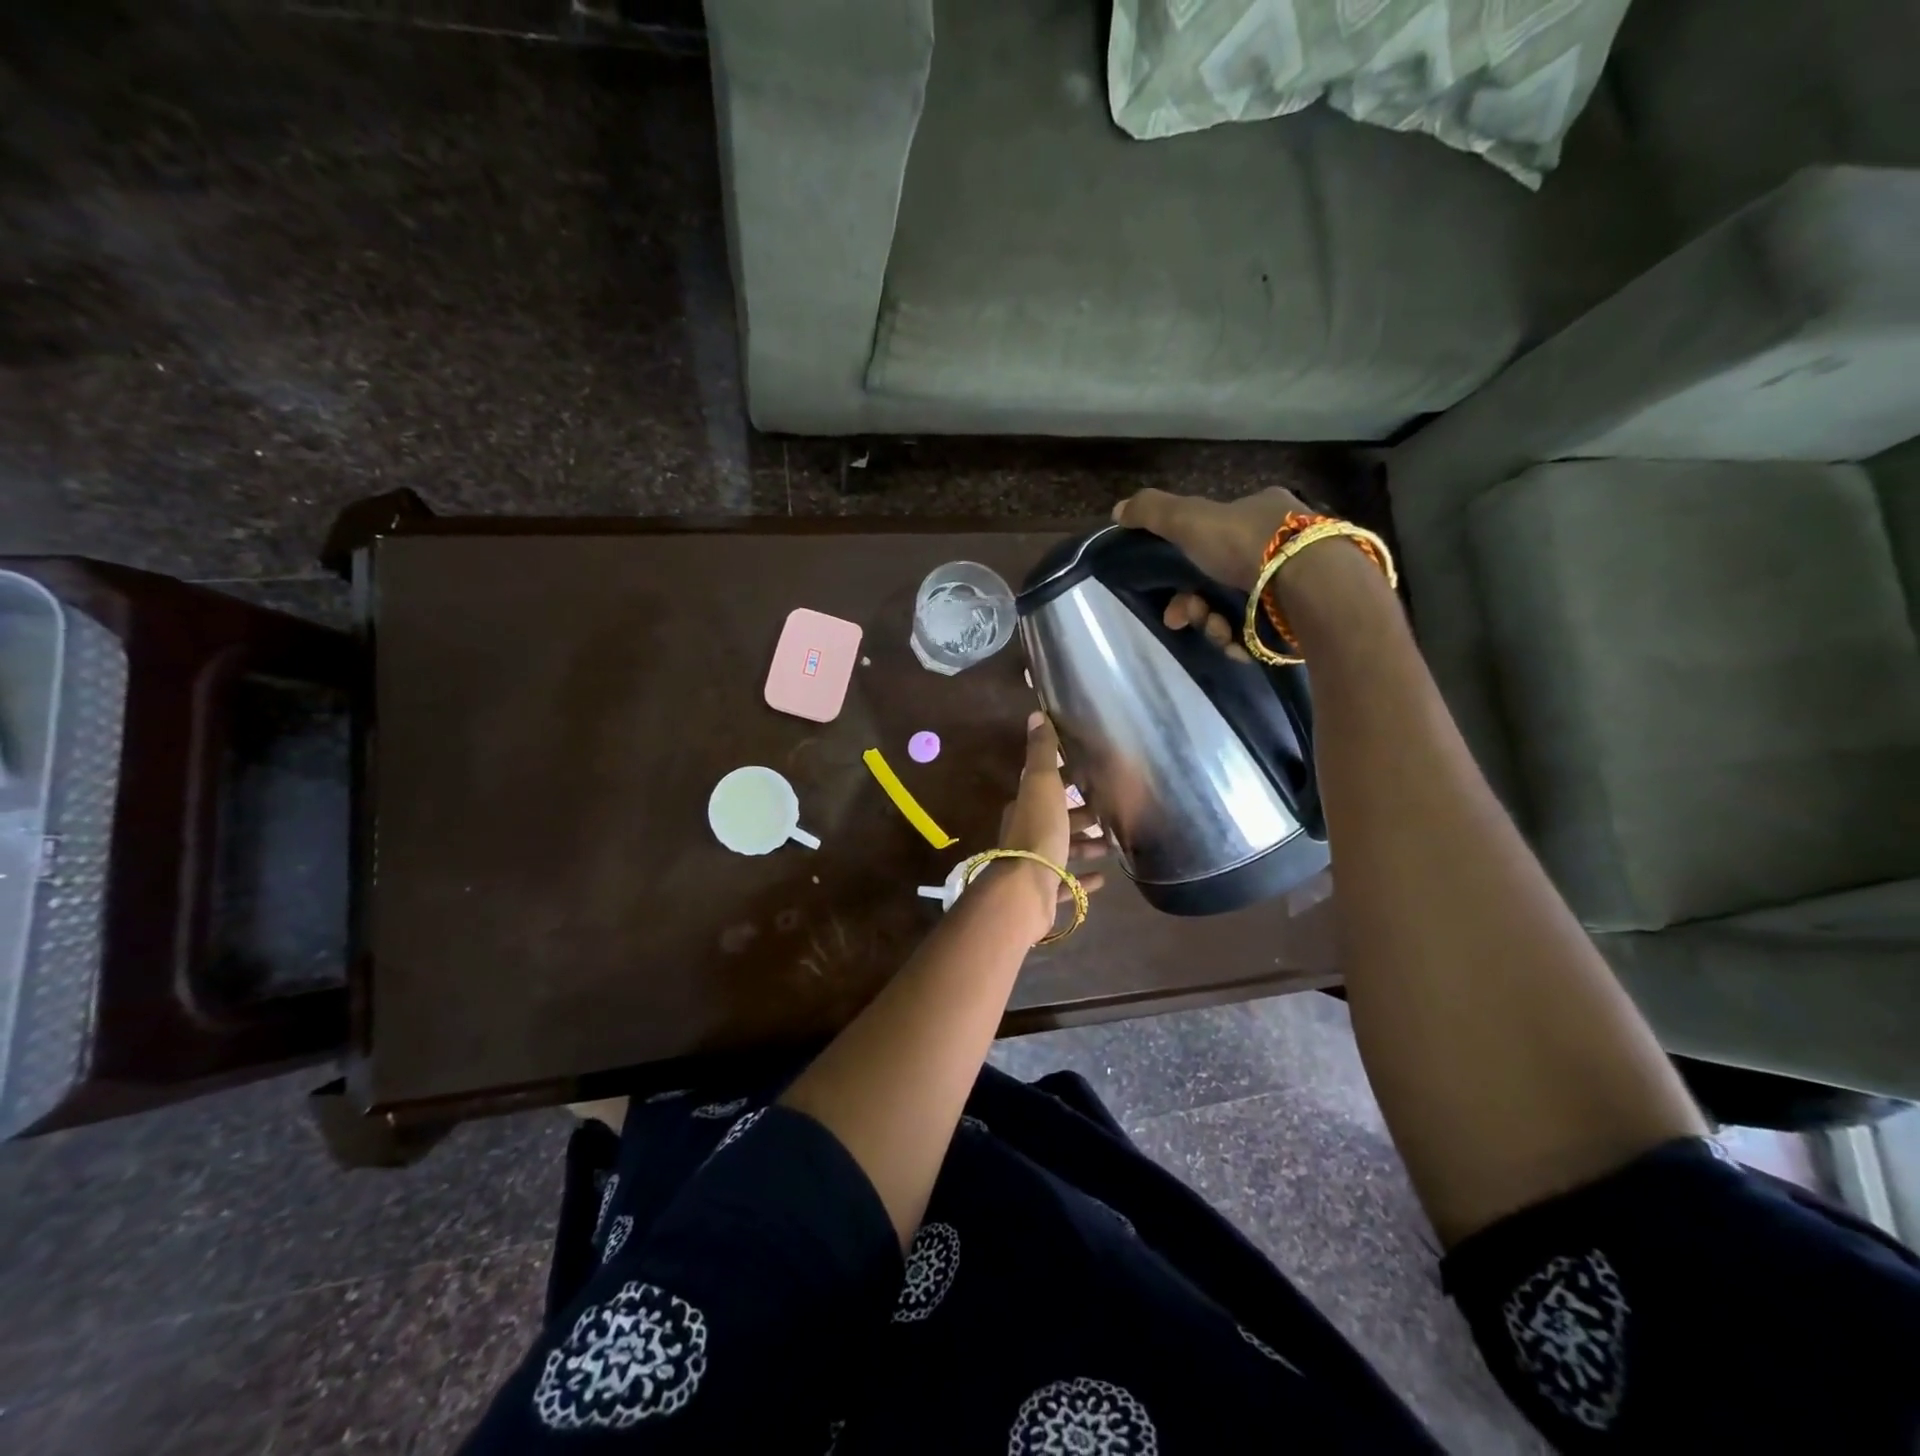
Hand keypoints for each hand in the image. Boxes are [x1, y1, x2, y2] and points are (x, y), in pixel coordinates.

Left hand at [992, 712, 1106, 942]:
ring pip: (1063, 851)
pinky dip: (1083, 879)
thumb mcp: (1042, 784)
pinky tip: (1103, 877)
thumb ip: (1042, 752)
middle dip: (1081, 815)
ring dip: (1086, 846)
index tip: (1092, 778)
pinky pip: (1067, 883)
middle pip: (1057, 819)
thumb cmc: (1039, 831)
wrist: (1026, 888)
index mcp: (1025, 807)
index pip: (1047, 788)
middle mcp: (1027, 834)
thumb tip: (1036, 715)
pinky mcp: (1044, 892)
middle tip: (1110, 812)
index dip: (1067, 782)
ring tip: (1112, 844)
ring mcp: (1035, 865)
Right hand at [1113, 485, 1313, 662]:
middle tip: (1182, 617)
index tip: (1167, 584)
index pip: (1216, 534)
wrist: (1313, 588)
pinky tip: (1237, 642)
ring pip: (1236, 609)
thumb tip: (1117, 509)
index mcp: (1262, 511)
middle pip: (1220, 578)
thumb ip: (1152, 512)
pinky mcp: (1304, 619)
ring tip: (1217, 630)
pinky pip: (1258, 633)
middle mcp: (1283, 543)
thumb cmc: (1249, 545)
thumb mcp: (1190, 519)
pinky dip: (1241, 640)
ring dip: (1214, 623)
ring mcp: (1296, 583)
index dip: (1184, 561)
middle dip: (1194, 602)